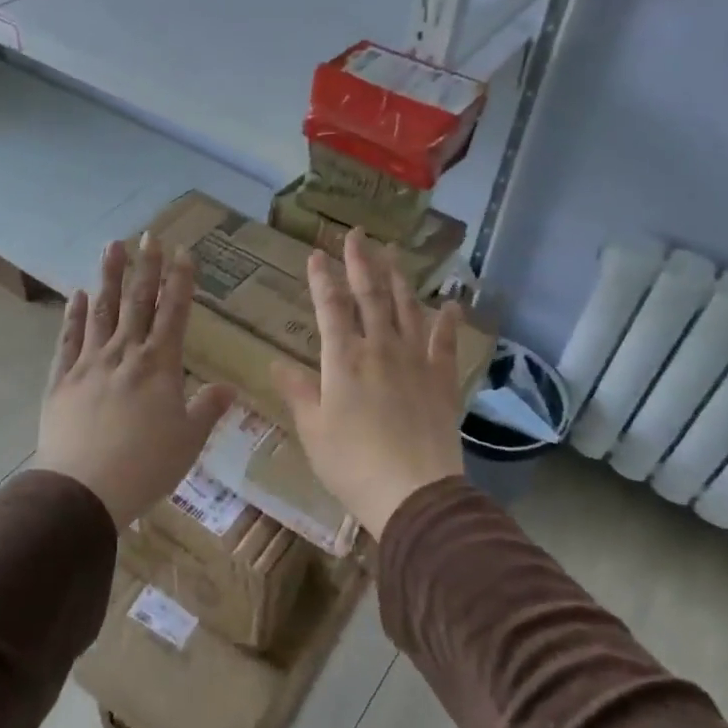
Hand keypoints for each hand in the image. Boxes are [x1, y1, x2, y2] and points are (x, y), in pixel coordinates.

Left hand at [32, 234, 236, 527]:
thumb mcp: (189, 441)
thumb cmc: (145, 466)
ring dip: (109, 277)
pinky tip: (77, 295)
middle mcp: (125, 354)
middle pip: (137, 302)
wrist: (83, 490)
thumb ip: (208, 409)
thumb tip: (229, 387)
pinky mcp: (62, 380)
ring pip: (101, 311)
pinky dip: (74, 316)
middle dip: (146, 267)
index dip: (181, 281)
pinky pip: (69, 340)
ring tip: (113, 246)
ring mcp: (90, 363)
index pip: (174, 313)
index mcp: (160, 366)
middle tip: (149, 235)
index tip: (184, 252)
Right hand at [271, 231, 465, 539]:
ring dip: (399, 279)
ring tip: (393, 254)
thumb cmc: (352, 464)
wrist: (413, 492)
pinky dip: (448, 321)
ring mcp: (415, 361)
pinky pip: (446, 343)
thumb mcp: (313, 431)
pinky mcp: (442, 379)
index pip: (330, 308)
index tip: (316, 254)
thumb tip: (277, 363)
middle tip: (358, 234)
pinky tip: (450, 304)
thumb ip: (298, 392)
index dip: (321, 279)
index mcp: (343, 360)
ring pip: (407, 309)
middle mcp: (380, 349)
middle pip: (370, 296)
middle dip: (361, 263)